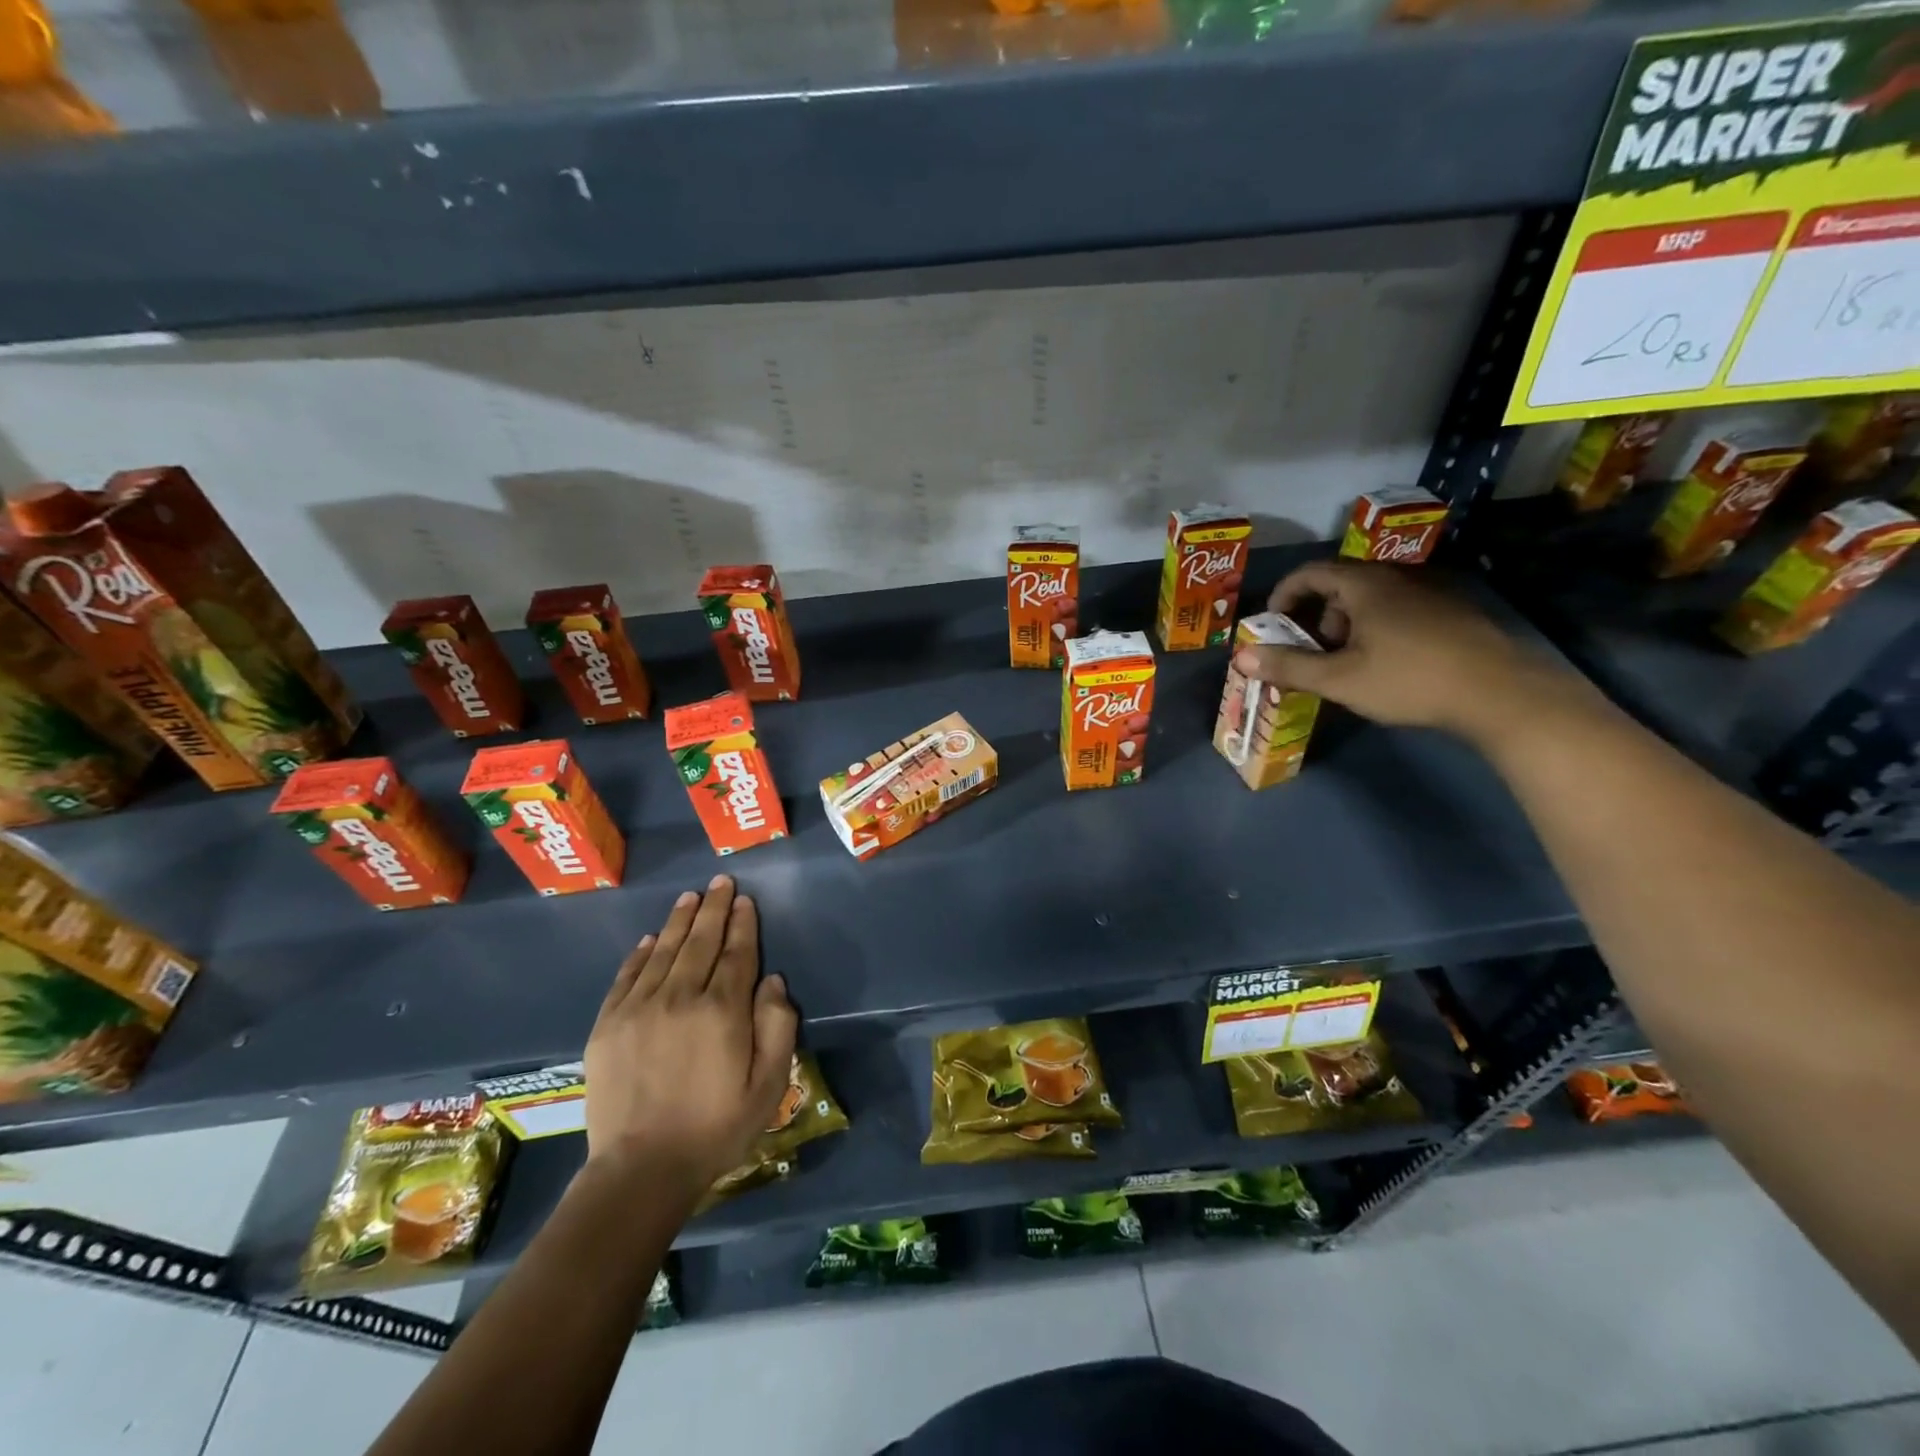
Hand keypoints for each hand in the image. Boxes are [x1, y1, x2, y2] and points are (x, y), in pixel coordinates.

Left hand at [582, 875, 797, 1193]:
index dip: (743, 924)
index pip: (737, 953)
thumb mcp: (768, 1084)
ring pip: (664, 951)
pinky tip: (650, 939)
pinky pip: (627, 976)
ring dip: (680, 921)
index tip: (746, 900)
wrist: (641, 1170)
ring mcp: (639, 1009)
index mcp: (722, 1010)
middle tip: (720, 881)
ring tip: (690, 897)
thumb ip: (777, 1027)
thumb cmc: (716, 1128)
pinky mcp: (609, 1025)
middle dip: (714, 908)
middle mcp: (680, 997)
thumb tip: (774, 981)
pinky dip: (640, 953)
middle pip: (701, 942)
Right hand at [1231, 560, 1586, 745]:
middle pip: (1340, 585)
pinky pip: (1397, 611)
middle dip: (1315, 617)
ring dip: (1345, 626)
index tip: (1272, 625)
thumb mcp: (1339, 680)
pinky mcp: (1451, 613)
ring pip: (1370, 600)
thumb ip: (1288, 667)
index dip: (1283, 595)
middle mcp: (1396, 579)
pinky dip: (1375, 629)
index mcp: (1365, 586)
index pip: (1310, 572)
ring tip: (1346, 664)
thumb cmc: (1409, 680)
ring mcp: (1429, 594)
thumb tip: (1241, 657)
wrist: (1501, 693)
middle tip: (1310, 652)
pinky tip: (1385, 666)